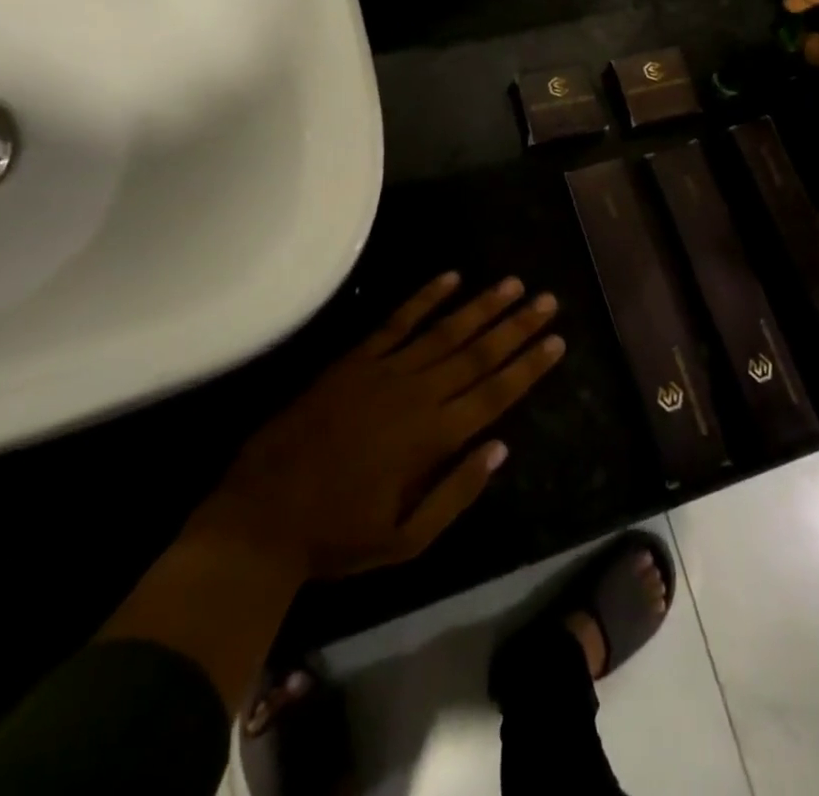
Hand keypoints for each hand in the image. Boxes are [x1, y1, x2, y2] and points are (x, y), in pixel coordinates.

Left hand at [186, 272, 564, 582]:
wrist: (262, 516)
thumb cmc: (338, 536)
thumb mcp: (406, 540)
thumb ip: (456, 493)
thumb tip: (500, 448)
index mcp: (433, 439)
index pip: (495, 393)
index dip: (529, 366)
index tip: (557, 340)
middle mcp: (417, 394)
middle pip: (478, 353)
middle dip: (517, 326)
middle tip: (548, 299)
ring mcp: (385, 371)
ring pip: (445, 330)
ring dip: (482, 306)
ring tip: (513, 283)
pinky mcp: (356, 360)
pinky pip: (397, 321)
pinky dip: (424, 298)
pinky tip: (450, 277)